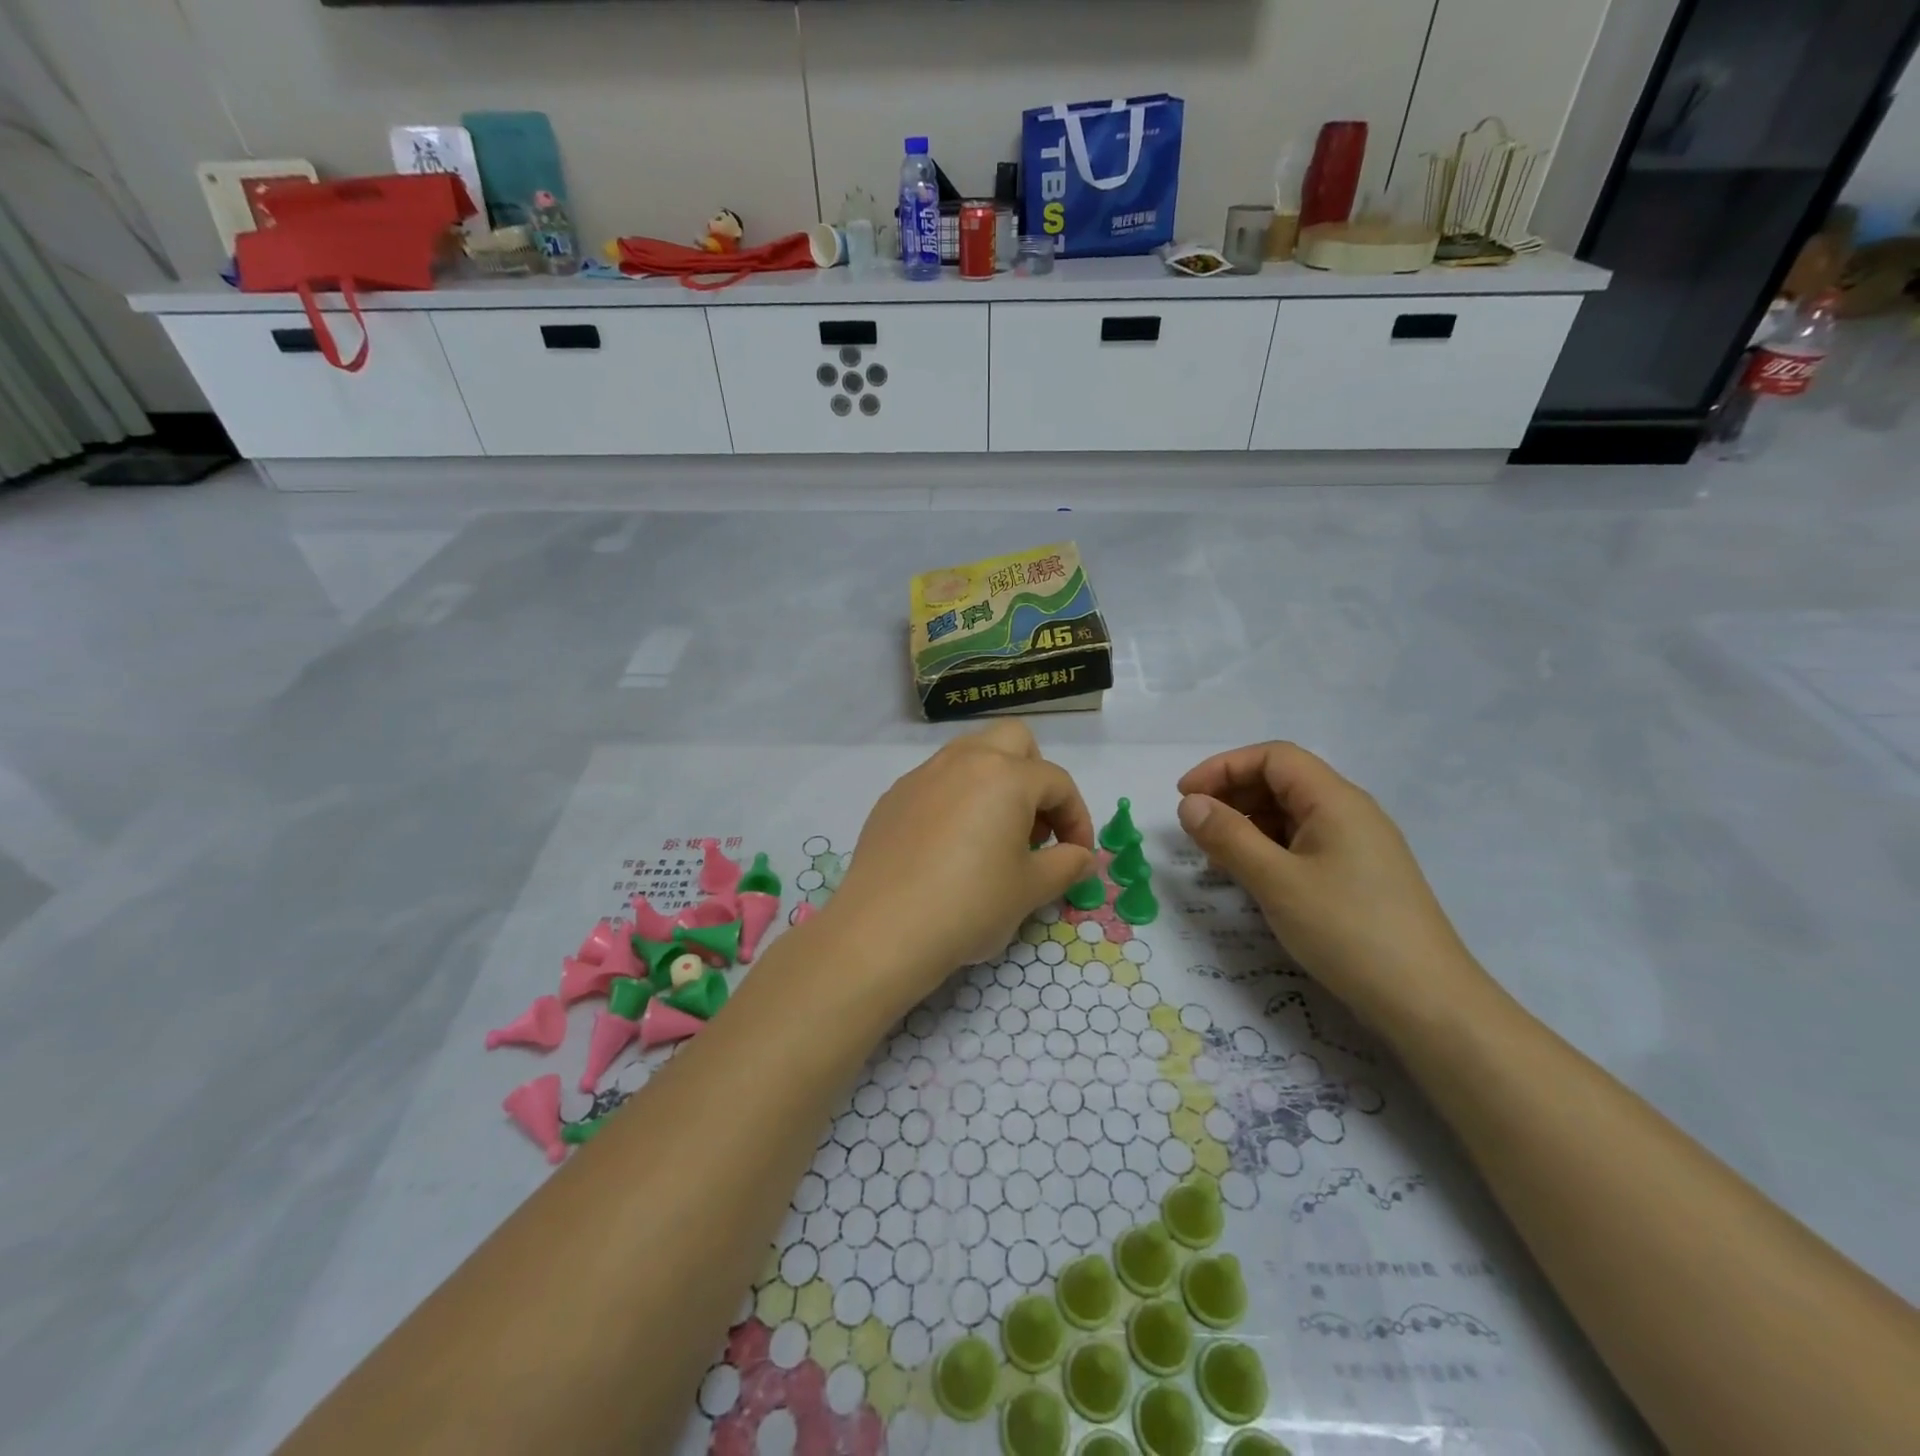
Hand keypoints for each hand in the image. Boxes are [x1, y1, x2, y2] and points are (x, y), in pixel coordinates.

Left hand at [823, 723, 1096, 1010]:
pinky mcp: (893, 797)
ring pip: (970, 754)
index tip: (1077, 855)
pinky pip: (937, 781)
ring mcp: (922, 775)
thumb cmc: (969, 905)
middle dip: (1035, 775)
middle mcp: (963, 760)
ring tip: (995, 833)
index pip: (1057, 783)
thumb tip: (1083, 857)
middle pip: (1014, 741)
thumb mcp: (1030, 889)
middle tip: (1036, 825)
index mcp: (1005, 775)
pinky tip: (950, 845)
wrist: (883, 930)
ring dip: (994, 781)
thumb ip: (1066, 865)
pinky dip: (957, 798)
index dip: (1077, 818)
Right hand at [1176, 743, 1490, 1036]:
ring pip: (1290, 815)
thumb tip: (1189, 804)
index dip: (1223, 767)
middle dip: (1232, 794)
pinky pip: (1302, 845)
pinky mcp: (1357, 876)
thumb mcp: (1277, 882)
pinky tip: (1249, 876)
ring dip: (1247, 824)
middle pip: (1282, 781)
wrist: (1428, 1002)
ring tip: (1214, 855)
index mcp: (1336, 800)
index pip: (1273, 757)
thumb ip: (1228, 837)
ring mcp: (1356, 846)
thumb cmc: (1348, 931)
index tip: (1184, 796)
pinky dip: (1268, 849)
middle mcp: (1349, 813)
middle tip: (1194, 826)